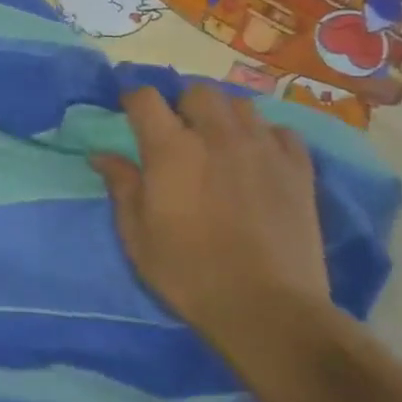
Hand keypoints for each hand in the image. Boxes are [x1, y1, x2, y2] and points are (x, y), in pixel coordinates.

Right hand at [91, 85, 328, 356]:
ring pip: (241, 106)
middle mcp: (217, 137)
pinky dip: (266, 136)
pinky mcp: (299, 173)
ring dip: (224, 116)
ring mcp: (263, 151)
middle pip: (198, 91)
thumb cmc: (188, 272)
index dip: (132, 98)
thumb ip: (122, 186)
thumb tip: (102, 155)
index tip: (127, 110)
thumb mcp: (136, 233)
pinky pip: (283, 133)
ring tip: (218, 140)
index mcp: (170, 149)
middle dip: (182, 103)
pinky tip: (258, 157)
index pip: (145, 97)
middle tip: (176, 130)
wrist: (268, 310)